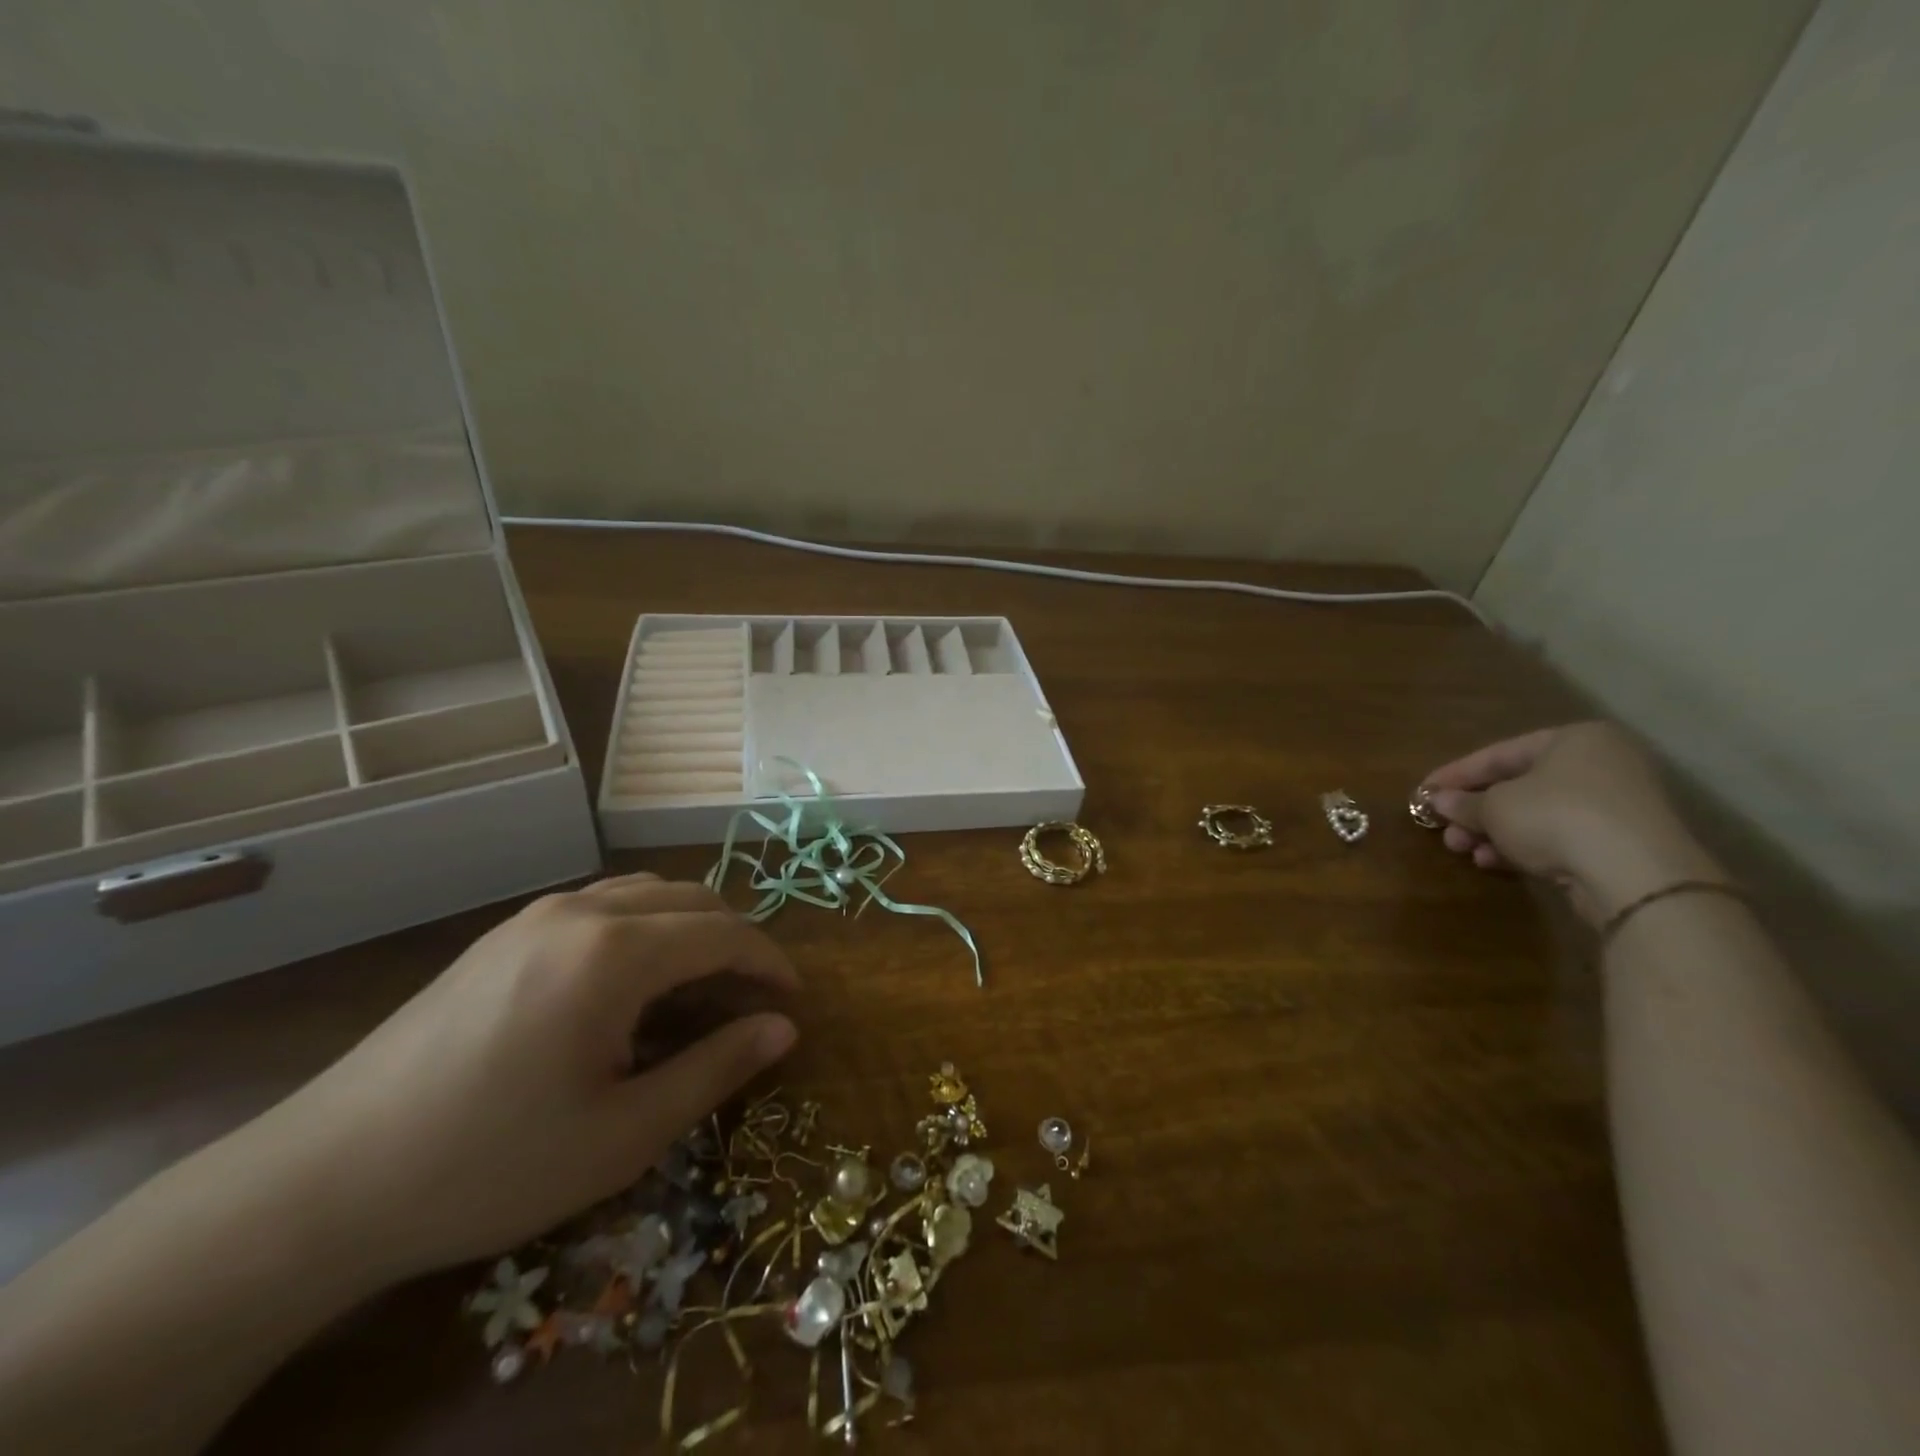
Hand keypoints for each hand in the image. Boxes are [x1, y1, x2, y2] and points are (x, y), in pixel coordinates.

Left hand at [243, 873, 798, 1284]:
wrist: (324, 1181)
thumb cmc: (491, 1164)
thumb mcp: (623, 1134)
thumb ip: (715, 1069)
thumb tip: (783, 1029)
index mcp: (615, 953)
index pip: (725, 932)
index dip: (770, 962)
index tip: (795, 1000)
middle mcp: (581, 912)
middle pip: (691, 899)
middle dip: (736, 941)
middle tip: (753, 1001)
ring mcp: (536, 916)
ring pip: (645, 894)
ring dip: (690, 929)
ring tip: (700, 989)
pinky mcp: (503, 935)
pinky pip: (601, 907)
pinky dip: (644, 929)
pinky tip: (631, 986)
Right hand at [1421, 722, 1720, 924]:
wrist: (1636, 875)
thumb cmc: (1555, 817)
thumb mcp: (1495, 807)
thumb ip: (1463, 803)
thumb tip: (1438, 801)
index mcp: (1573, 739)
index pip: (1498, 754)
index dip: (1455, 774)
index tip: (1423, 792)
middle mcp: (1600, 764)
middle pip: (1518, 785)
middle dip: (1475, 811)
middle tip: (1445, 830)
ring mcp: (1616, 804)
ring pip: (1536, 814)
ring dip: (1493, 832)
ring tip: (1464, 851)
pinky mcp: (1622, 841)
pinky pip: (1559, 836)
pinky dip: (1523, 846)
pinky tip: (1494, 862)